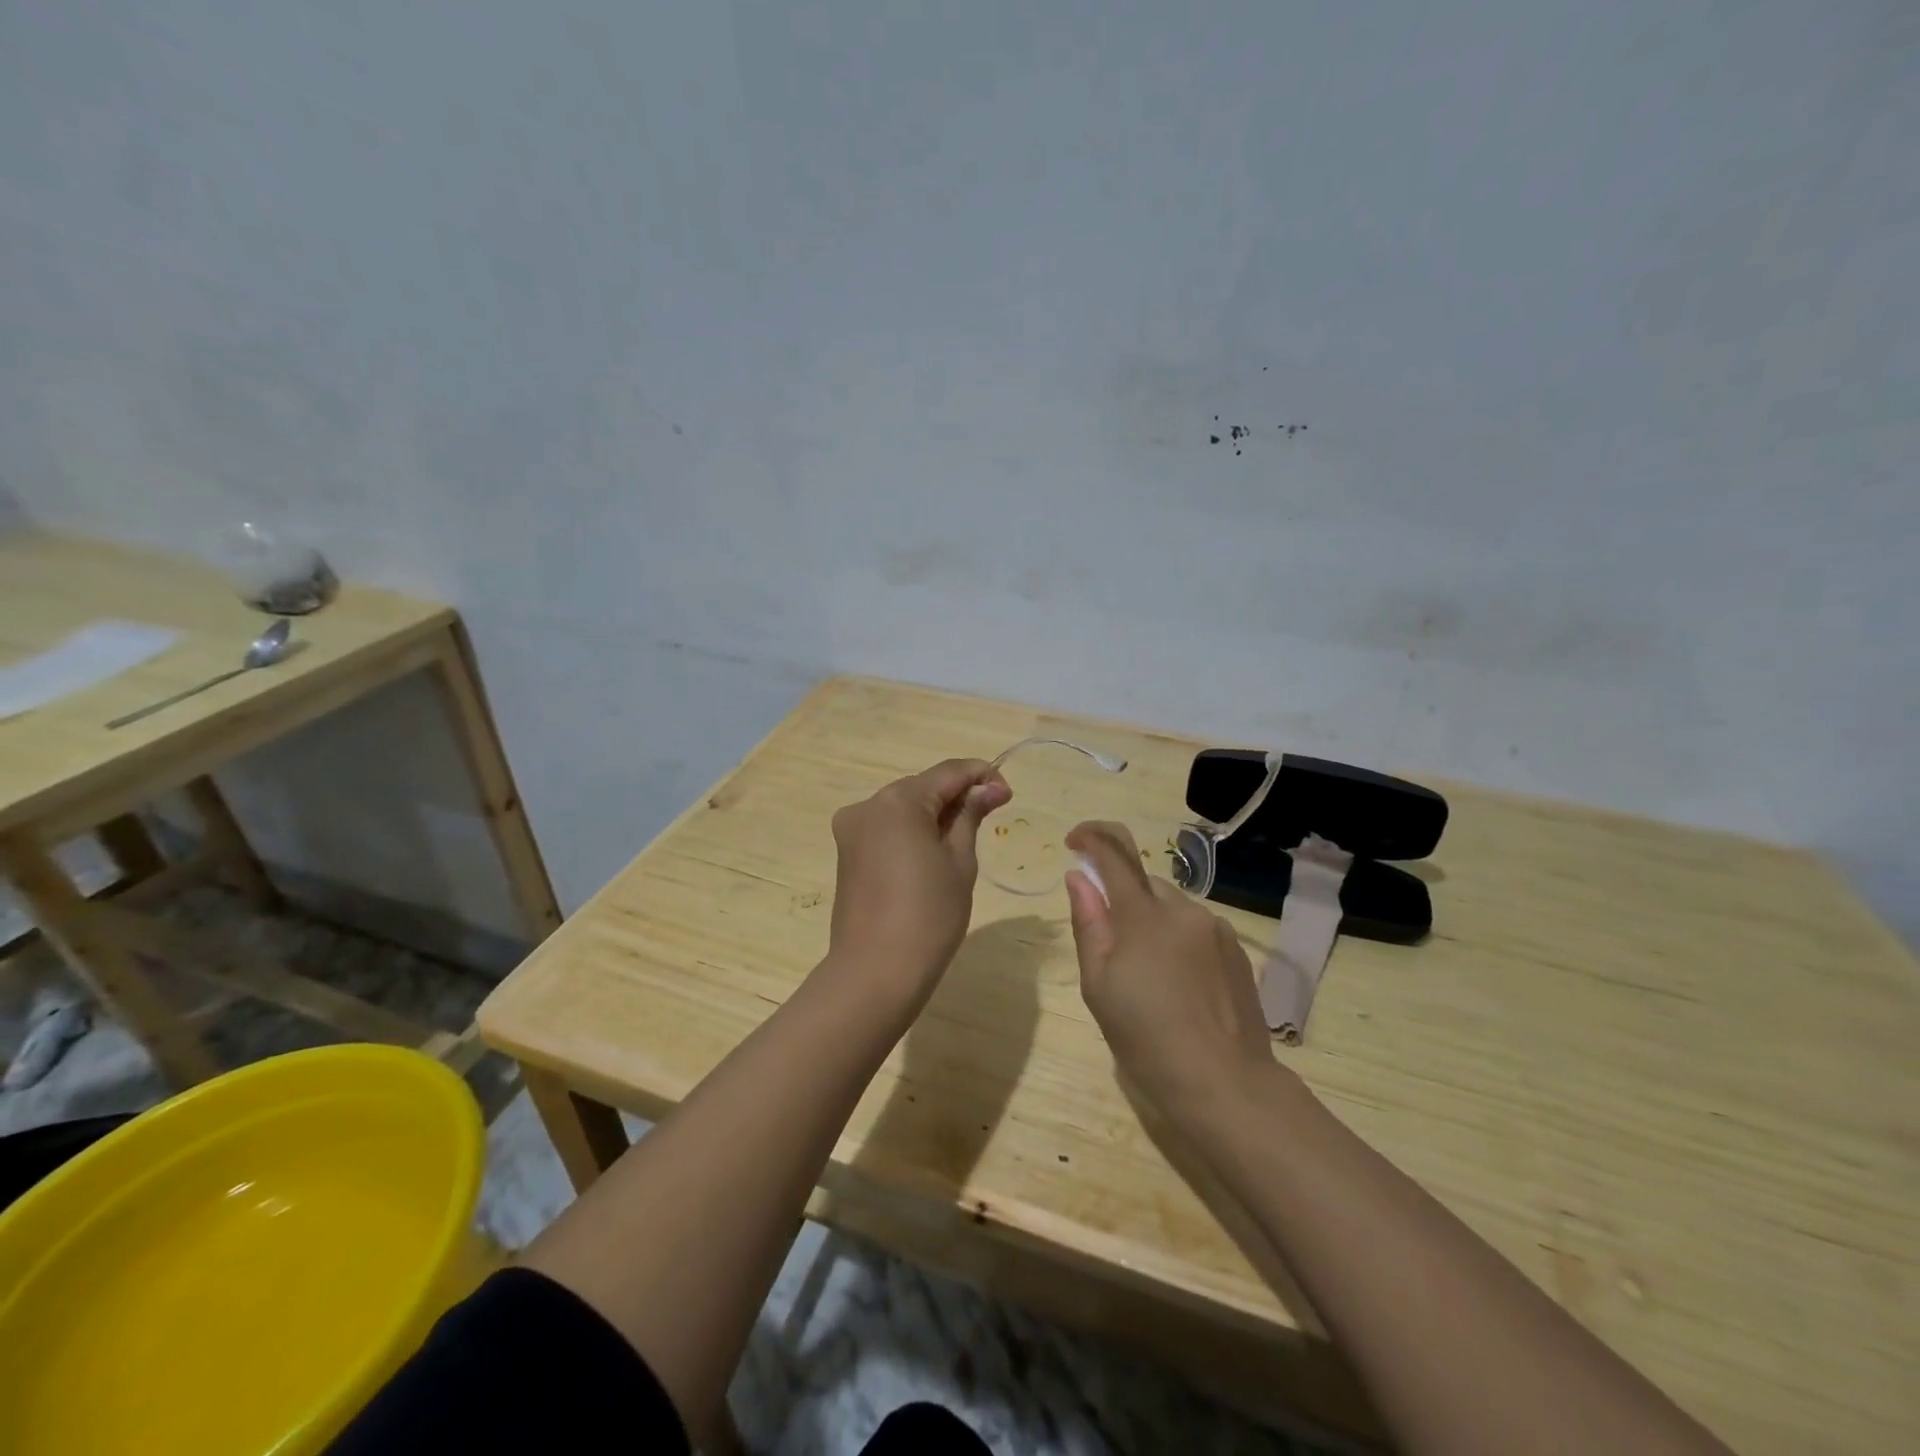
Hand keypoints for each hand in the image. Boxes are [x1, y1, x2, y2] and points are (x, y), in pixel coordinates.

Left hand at [825, 758, 1010, 1008]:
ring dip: (934, 814)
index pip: (948, 772)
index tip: (1008, 794)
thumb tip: (990, 787)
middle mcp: (868, 805)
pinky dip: (912, 831)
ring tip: (965, 837)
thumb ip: (971, 815)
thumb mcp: (960, 861)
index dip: (981, 776)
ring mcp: (852, 829)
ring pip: (903, 808)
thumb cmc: (929, 914)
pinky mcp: (847, 853)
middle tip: (991, 815)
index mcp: (898, 800)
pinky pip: (887, 829)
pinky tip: (933, 852)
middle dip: (957, 796)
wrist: (876, 971)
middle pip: (922, 787)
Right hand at [1065, 821, 1274, 1120]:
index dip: (1091, 837)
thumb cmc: (1147, 1039)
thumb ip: (1088, 924)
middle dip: (1122, 899)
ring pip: (1171, 908)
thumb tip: (1079, 878)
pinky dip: (1178, 941)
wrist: (1225, 1084)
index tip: (1074, 841)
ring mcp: (1216, 929)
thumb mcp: (1099, 986)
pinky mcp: (1237, 951)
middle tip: (1110, 950)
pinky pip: (1196, 929)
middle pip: (1144, 884)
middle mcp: (1184, 909)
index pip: (1115, 853)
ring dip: (1152, 923)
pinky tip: (1178, 986)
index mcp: (1144, 915)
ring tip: (1148, 978)